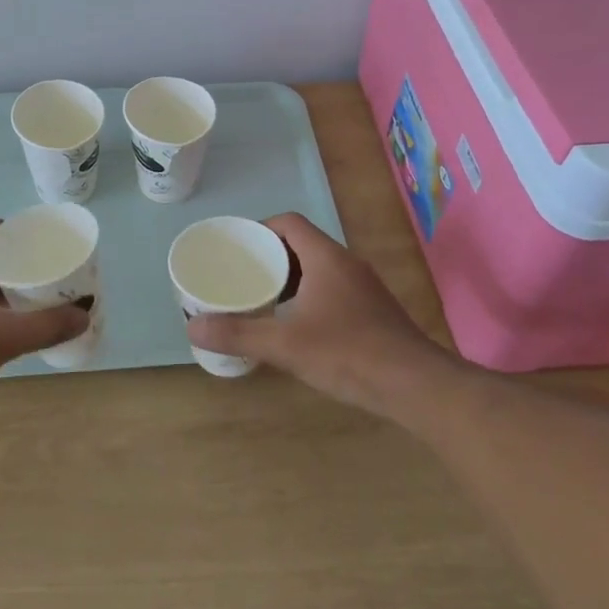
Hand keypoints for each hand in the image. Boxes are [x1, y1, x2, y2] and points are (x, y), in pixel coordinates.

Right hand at [187, 213, 459, 419]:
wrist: (415, 385)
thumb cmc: (349, 353)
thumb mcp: (286, 345)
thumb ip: (239, 333)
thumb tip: (193, 327)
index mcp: (326, 258)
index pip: (289, 223)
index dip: (260, 229)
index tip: (237, 249)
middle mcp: (346, 264)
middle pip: (302, 244)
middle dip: (270, 257)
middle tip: (241, 276)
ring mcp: (363, 288)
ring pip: (318, 269)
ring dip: (290, 279)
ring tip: (261, 299)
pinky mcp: (372, 311)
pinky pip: (332, 289)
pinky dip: (307, 297)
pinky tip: (295, 325)